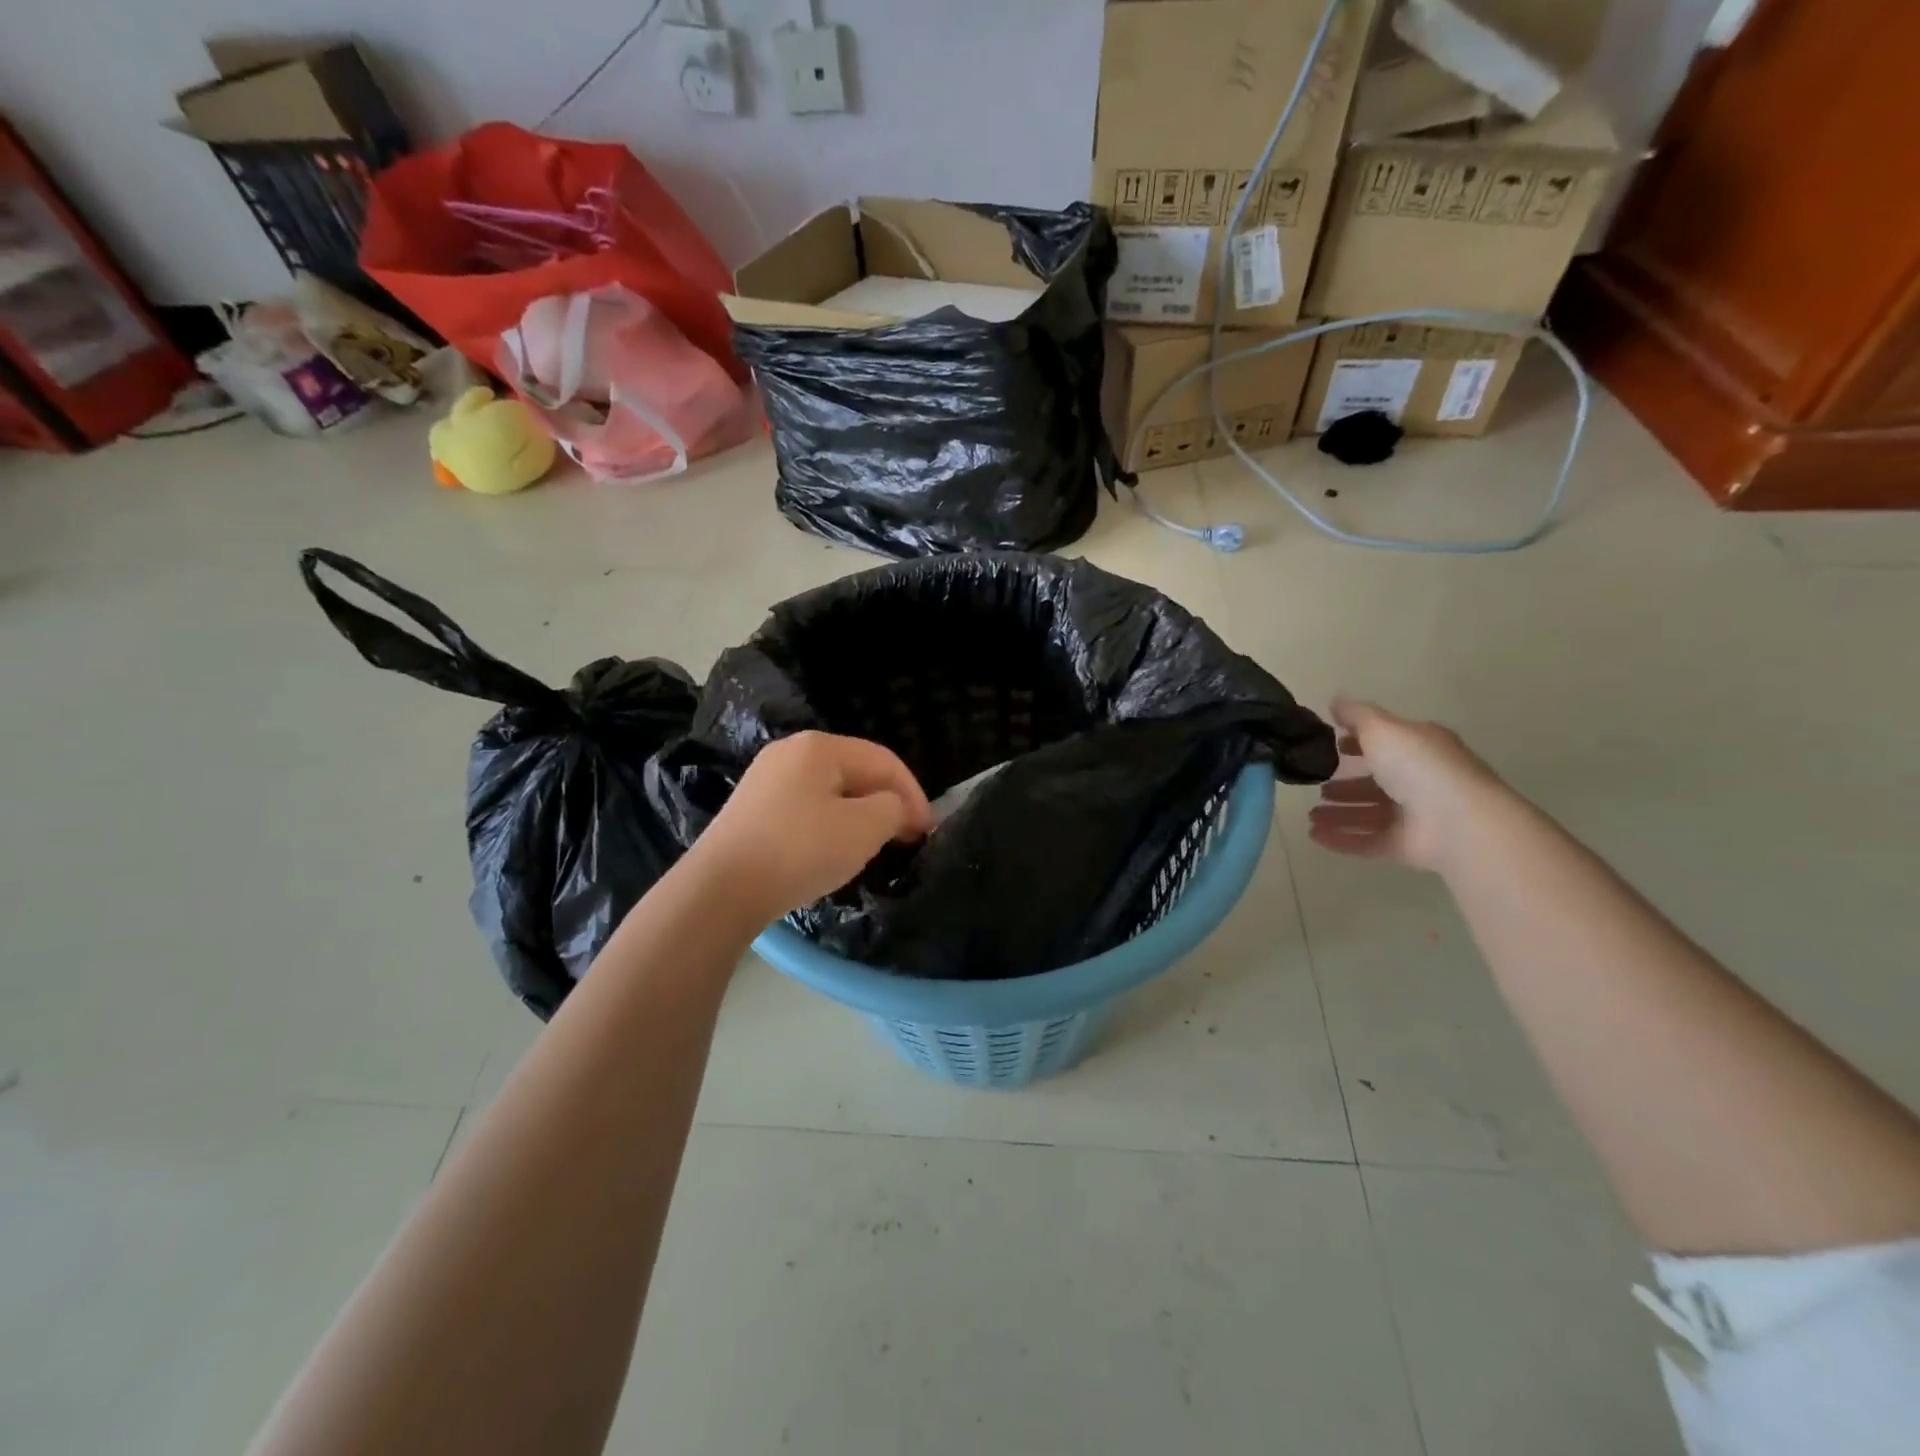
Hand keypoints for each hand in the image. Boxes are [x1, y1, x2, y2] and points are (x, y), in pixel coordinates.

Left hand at [690, 731, 933, 922]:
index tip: (928, 831)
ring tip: (876, 845)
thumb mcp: (864, 828)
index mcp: (820, 746)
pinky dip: (831, 825)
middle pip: (857, 772)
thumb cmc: (800, 850)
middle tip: (907, 838)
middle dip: (887, 803)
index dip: (914, 794)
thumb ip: (893, 809)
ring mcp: (766, 779)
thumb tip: (894, 809)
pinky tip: (833, 850)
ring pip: (831, 791)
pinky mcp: (752, 808)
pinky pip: (806, 808)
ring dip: (861, 815)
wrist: (720, 889)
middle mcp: (791, 752)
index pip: (884, 760)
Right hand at [1307, 698, 1509, 871]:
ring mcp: (1415, 816)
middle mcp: (1420, 781)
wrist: (1459, 823)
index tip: (1334, 745)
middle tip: (1318, 787)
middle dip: (1346, 784)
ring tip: (1310, 816)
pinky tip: (1315, 837)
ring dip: (1340, 814)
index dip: (1360, 743)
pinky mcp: (1406, 847)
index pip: (1388, 743)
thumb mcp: (1382, 728)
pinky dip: (1341, 839)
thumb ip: (1356, 715)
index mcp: (1420, 748)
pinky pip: (1367, 842)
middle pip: (1377, 782)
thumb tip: (1335, 700)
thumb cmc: (1419, 766)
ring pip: (1369, 814)